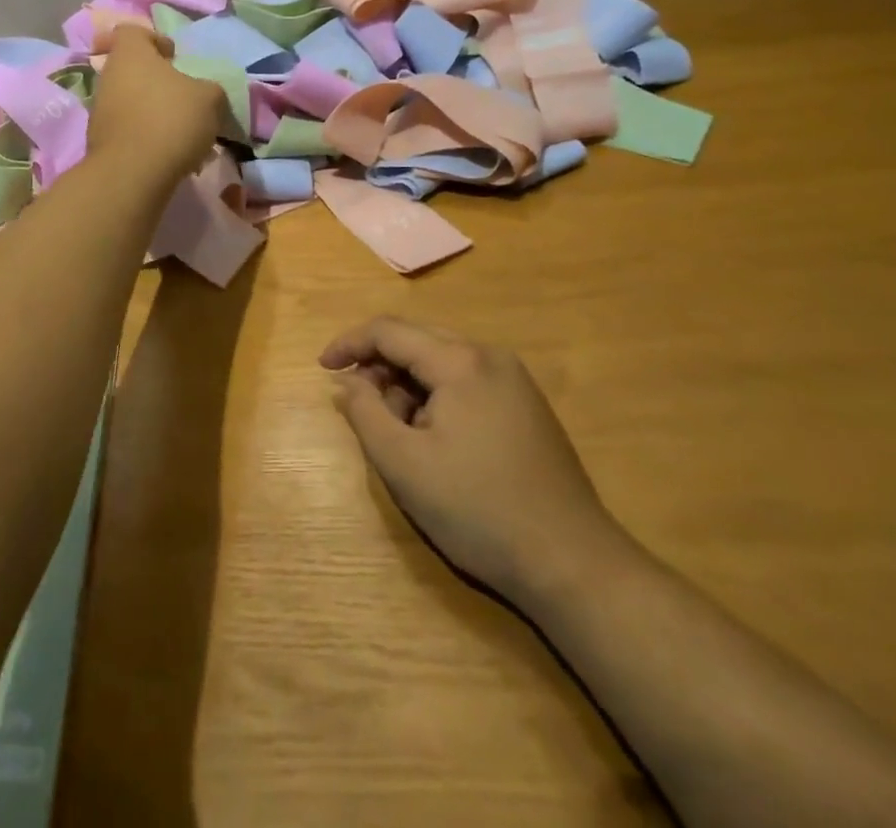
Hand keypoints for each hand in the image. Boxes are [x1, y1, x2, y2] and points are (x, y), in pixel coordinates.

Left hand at [88, 26, 227, 187]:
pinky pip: (128, 130)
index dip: (154, 40)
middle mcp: (108, 76)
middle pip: (133, 70)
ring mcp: (100, 110)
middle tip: (184, 99)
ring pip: (131, 101)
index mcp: (130, 54)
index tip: (174, 58)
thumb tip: (205, 94)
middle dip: (158, 82)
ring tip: (183, 133)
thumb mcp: (209, 98)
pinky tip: (169, 154)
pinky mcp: (100, 141)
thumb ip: (209, 89)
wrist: (132, 173)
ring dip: (154, 112)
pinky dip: (146, 137)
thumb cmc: (171, 119)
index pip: (132, 32)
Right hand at [321, 317, 625, 606]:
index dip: (348, 344)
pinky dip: (436, 397)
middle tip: (356, 402)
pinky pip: (466, 381)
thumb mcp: (403, 463)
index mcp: (460, 361)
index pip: (388, 331)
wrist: (573, 564)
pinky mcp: (528, 406)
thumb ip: (365, 412)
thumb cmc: (478, 510)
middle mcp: (489, 356)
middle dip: (378, 365)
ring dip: (407, 384)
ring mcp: (515, 380)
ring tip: (397, 432)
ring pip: (441, 362)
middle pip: (416, 340)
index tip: (322, 369)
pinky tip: (433, 438)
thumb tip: (347, 382)